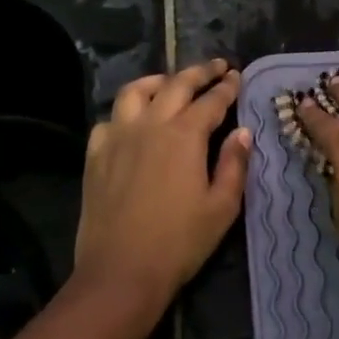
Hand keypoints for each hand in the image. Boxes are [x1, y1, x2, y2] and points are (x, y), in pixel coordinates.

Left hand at [72, 60, 251, 314]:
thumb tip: (243, 133)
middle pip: (176, 85)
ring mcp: (117, 137)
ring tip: (170, 83)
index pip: (211, 100)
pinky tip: (132, 121)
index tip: (237, 76)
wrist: (121, 271)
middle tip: (216, 66)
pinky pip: (109, 120)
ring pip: (135, 92)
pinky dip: (125, 112)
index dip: (227, 87)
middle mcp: (150, 125)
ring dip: (158, 81)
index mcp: (185, 135)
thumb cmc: (180, 242)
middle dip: (199, 72)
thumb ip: (234, 164)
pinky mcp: (95, 155)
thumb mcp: (222, 207)